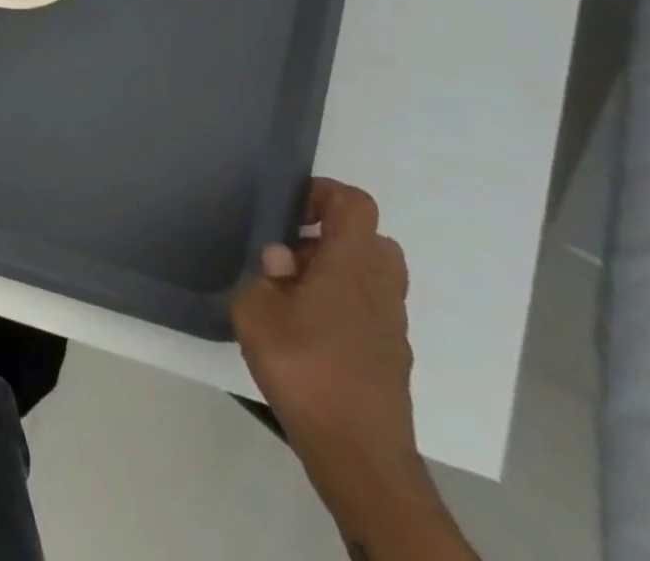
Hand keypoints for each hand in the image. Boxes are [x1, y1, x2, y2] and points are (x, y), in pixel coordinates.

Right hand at [232, 180, 416, 475]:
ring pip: (376, 275)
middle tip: (294, 253)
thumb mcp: (256, 310)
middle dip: (333, 235)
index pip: (355, 204)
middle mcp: (380, 288)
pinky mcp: (393, 357)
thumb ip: (266, 275)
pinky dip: (346, 304)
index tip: (290, 212)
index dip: (323, 194)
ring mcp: (393, 326)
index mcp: (350, 265)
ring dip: (340, 270)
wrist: (358, 455)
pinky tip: (310, 329)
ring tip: (297, 292)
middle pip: (372, 238)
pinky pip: (373, 309)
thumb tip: (283, 260)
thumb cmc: (303, 368)